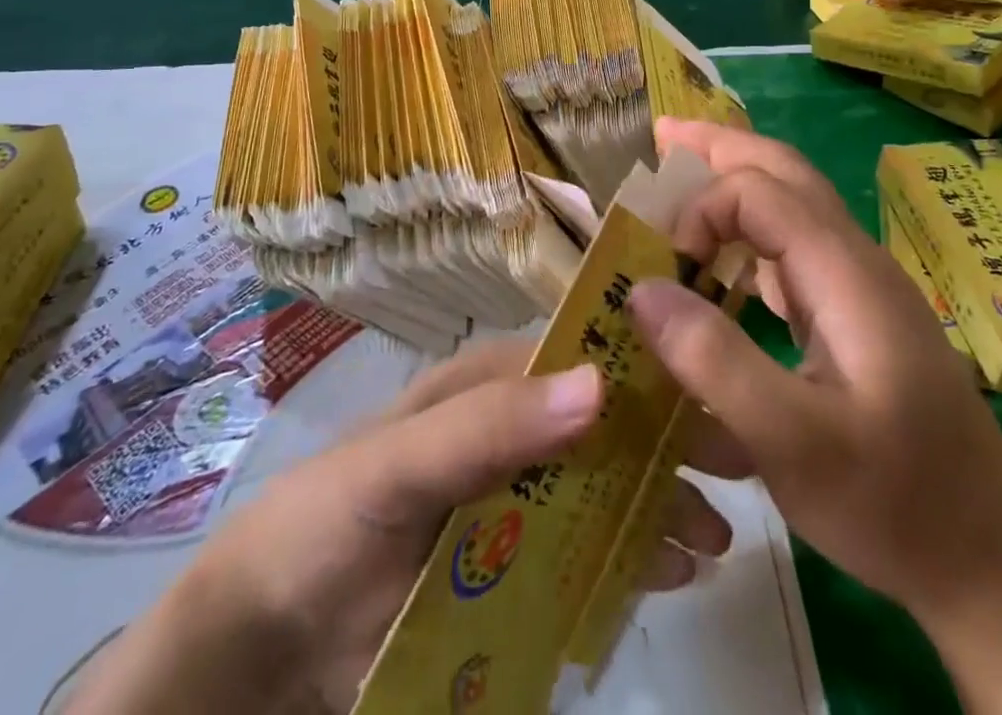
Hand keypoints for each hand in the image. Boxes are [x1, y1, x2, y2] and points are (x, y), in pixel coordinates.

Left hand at [70, 338, 737, 714]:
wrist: (265, 644)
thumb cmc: (327, 521)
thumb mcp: (399, 464)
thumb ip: (490, 424)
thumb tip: (600, 383)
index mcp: (492, 384)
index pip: (582, 357)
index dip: (646, 368)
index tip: (712, 390)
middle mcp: (515, 431)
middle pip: (606, 427)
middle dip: (666, 444)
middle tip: (736, 474)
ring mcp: (518, 502)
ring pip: (604, 491)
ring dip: (657, 507)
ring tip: (710, 540)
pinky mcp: (515, 570)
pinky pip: (584, 556)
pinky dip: (627, 561)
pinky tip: (667, 576)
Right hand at [633, 118, 1001, 612]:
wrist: (995, 563)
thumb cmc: (896, 505)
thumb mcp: (794, 444)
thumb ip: (715, 360)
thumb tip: (643, 289)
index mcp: (844, 272)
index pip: (757, 192)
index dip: (699, 210)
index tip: (662, 268)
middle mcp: (854, 260)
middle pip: (783, 171)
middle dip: (719, 147)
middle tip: (661, 136)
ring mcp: (860, 287)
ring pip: (791, 203)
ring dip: (734, 181)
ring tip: (681, 173)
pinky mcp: (857, 316)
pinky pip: (794, 248)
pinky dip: (749, 231)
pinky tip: (723, 257)